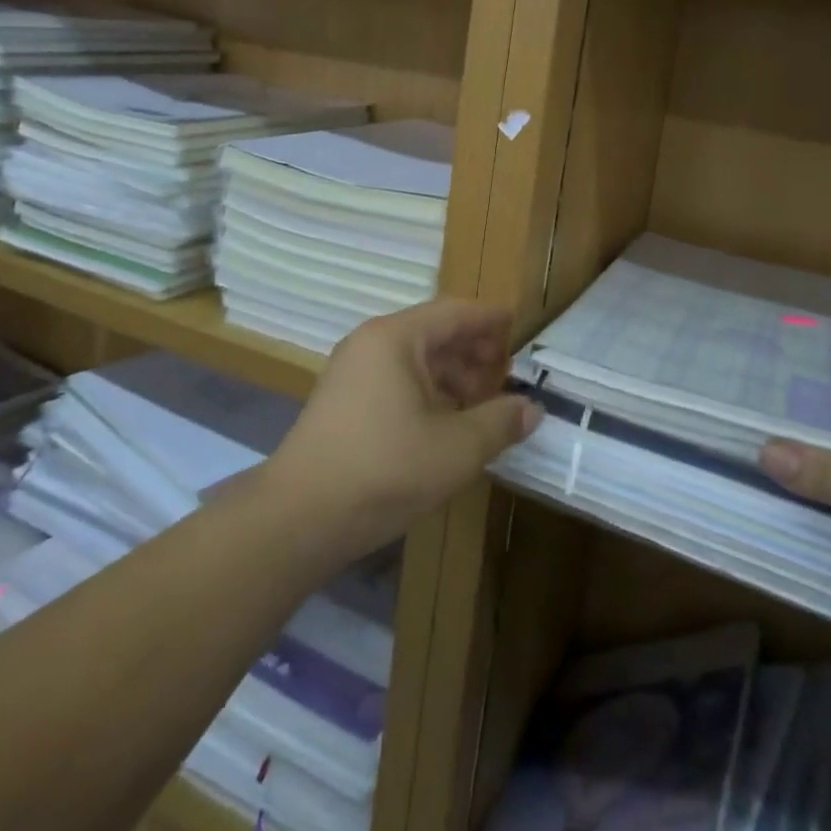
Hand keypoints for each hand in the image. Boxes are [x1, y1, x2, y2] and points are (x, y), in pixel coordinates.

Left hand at [264, 299, 540, 561]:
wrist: (299, 518)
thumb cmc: (384, 470)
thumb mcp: (456, 448)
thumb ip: (499, 422)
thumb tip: (531, 409)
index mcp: (396, 338)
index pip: (455, 312)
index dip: (490, 320)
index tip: (520, 326)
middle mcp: (371, 344)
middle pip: (435, 333)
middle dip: (474, 352)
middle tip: (508, 374)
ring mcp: (353, 373)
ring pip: (416, 361)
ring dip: (453, 376)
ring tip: (485, 403)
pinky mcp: (345, 403)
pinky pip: (397, 382)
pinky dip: (429, 394)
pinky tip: (449, 422)